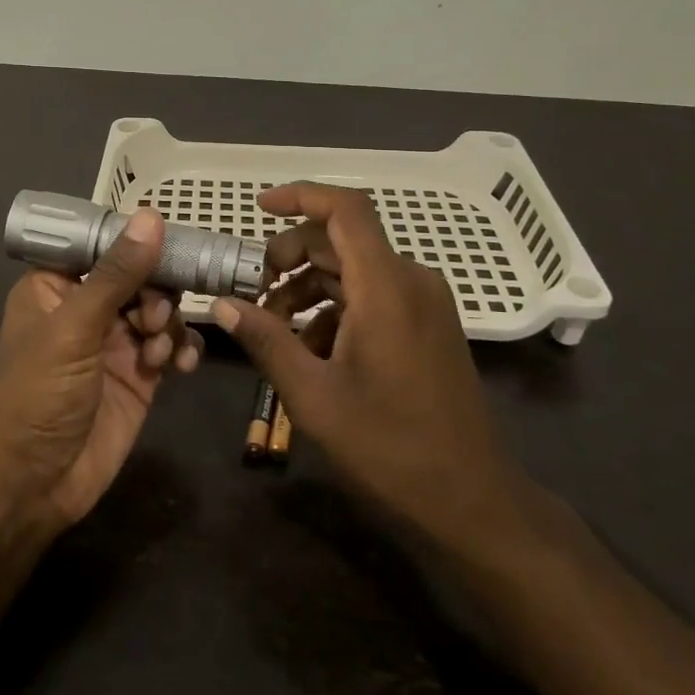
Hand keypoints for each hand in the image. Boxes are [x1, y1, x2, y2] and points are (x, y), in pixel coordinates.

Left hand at [0, 209, 202, 527]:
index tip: (171, 239)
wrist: (35, 484)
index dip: (135, 240)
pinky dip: (182, 349)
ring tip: (158, 351)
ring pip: (160, 308)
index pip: (101, 245)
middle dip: (156, 290)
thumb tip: (151, 216)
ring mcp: (115, 341)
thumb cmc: (39, 394)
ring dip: (168, 323)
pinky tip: (181, 365)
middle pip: (139, 275)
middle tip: (156, 317)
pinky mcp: (140, 374)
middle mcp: (87, 307)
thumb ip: (117, 274)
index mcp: (55, 286)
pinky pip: (172, 345)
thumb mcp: (74, 328)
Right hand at [210, 184, 536, 556]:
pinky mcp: (429, 324)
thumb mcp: (313, 395)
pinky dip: (337, 307)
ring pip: (355, 269)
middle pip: (342, 240)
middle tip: (254, 292)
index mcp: (386, 287)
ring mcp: (424, 302)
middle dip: (291, 256)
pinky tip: (312, 349)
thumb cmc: (389, 446)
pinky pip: (374, 294)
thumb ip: (266, 340)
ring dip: (310, 287)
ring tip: (275, 327)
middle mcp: (411, 280)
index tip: (258, 207)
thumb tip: (223, 305)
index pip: (344, 209)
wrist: (471, 499)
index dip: (300, 196)